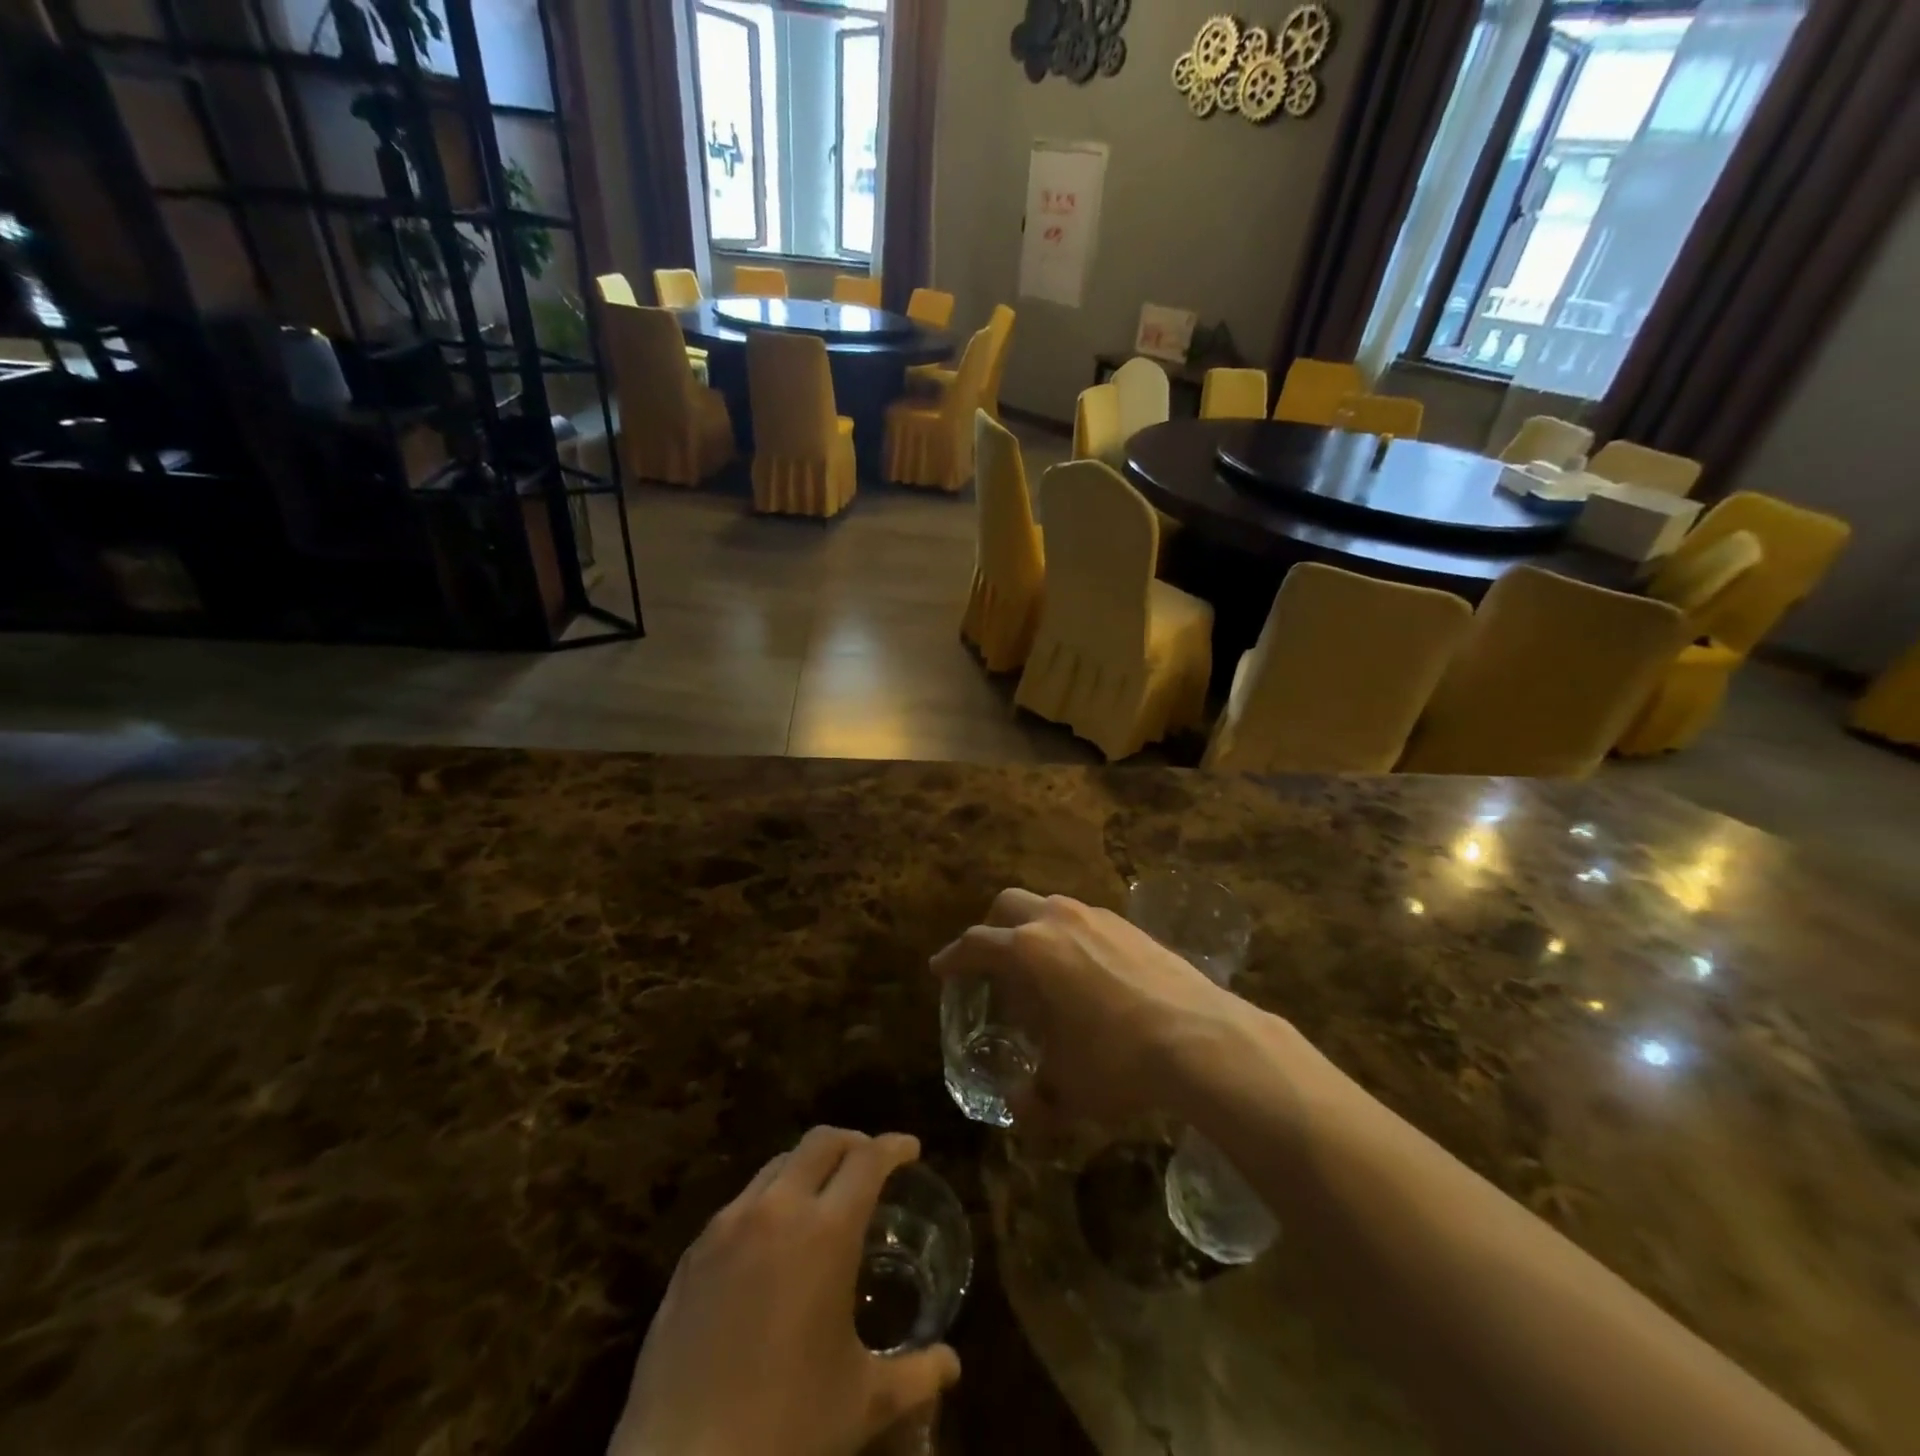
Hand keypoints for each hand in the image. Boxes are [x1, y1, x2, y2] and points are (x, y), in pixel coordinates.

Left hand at [608, 1128, 959, 1455]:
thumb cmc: (785, 1431)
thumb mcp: (862, 1403)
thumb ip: (915, 1375)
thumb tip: (952, 1365)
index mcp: (826, 1232)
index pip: (868, 1159)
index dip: (894, 1147)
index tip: (911, 1149)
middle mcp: (777, 1210)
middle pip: (821, 1142)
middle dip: (853, 1143)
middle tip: (871, 1164)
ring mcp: (728, 1226)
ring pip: (777, 1164)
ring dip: (808, 1166)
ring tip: (823, 1196)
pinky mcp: (693, 1252)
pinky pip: (741, 1201)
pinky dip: (770, 1199)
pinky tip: (773, 1241)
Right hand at [929, 890, 1246, 1126]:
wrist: (1202, 1038)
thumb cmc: (1117, 1059)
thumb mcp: (1068, 1089)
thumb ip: (1036, 1100)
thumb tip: (1020, 1110)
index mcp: (1029, 950)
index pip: (976, 944)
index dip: (954, 957)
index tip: (941, 969)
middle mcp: (1058, 921)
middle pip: (1008, 904)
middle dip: (992, 928)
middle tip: (990, 961)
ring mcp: (1098, 917)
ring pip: (1050, 905)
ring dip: (1034, 928)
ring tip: (1042, 968)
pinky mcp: (1130, 925)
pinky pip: (1086, 920)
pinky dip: (1071, 936)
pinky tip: (1087, 972)